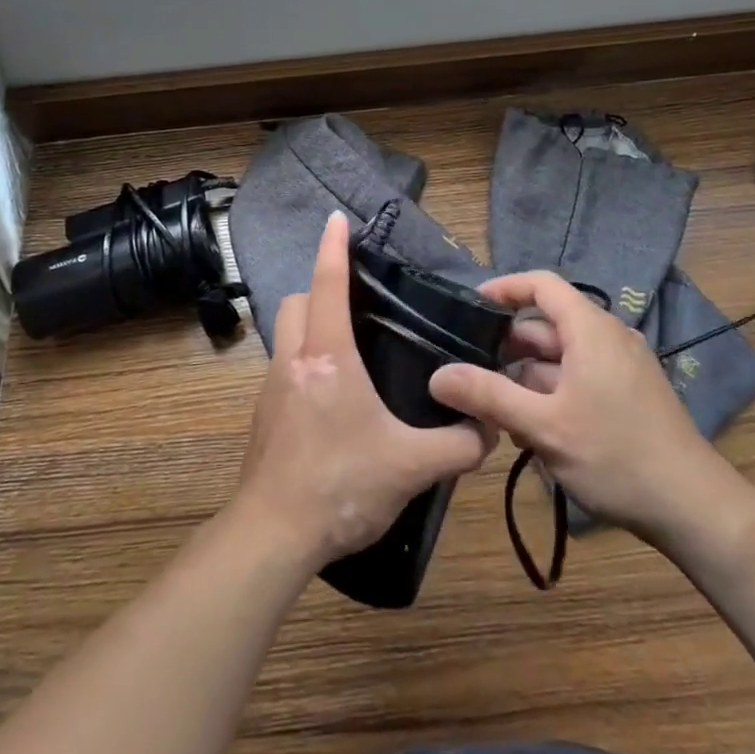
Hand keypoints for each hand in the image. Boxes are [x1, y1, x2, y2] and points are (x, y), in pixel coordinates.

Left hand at [234, 213, 493, 569]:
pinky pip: (285, 368)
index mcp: (327, 356)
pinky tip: (333, 399)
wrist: (273, 534)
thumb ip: (458, 446)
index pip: (328, 284)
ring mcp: (272, 387)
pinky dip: (305, 362)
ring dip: (310, 326)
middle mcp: (294, 360)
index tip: (337, 219)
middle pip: (298, 302)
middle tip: (356, 303)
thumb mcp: (410, 467)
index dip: (334, 247)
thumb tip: (489, 429)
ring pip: (287, 334)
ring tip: (350, 348)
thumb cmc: (340, 485)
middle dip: (320, 289)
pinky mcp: (265, 415)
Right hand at [428, 271, 731, 541]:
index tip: (470, 307)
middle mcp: (608, 337)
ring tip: (497, 412)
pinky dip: (552, 391)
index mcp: (591, 329)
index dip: (504, 288)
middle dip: (508, 346)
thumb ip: (488, 396)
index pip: (541, 284)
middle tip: (472, 372)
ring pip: (562, 355)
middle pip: (547, 323)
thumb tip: (437, 375)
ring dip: (528, 377)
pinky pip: (580, 375)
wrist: (696, 509)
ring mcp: (623, 366)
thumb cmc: (616, 456)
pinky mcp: (630, 393)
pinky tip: (534, 429)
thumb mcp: (544, 426)